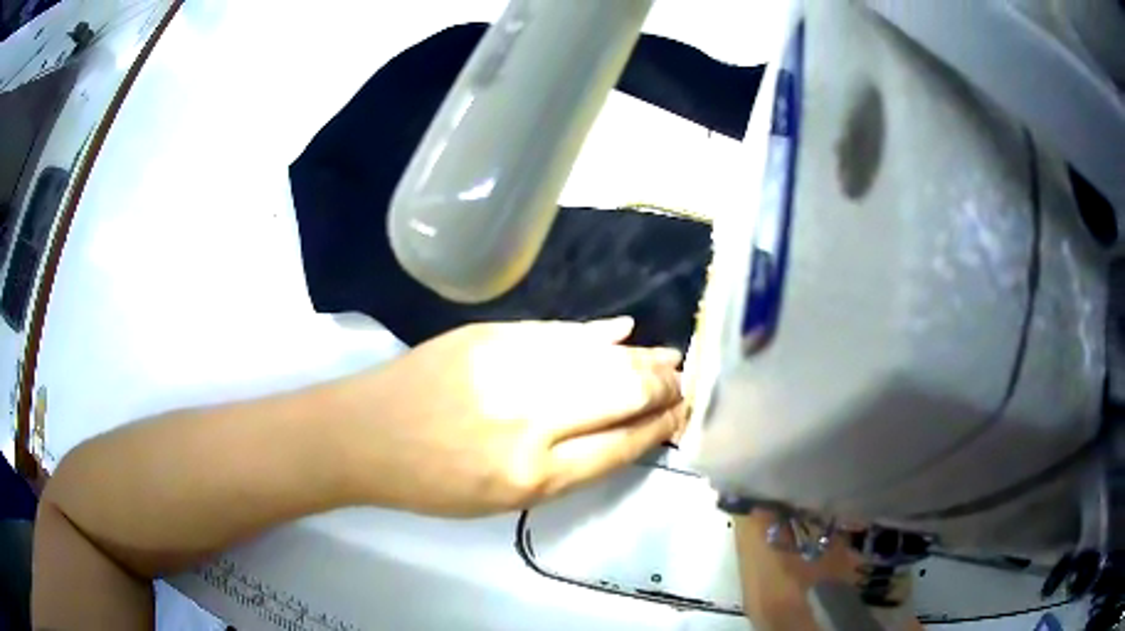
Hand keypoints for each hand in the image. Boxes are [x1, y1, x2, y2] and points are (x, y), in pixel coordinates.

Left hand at [337, 318, 685, 516]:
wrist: (365, 435)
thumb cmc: (433, 483)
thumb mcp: (505, 500)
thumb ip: (569, 467)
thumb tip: (623, 431)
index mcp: (533, 475)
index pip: (620, 444)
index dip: (658, 427)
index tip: (681, 416)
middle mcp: (530, 419)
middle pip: (620, 394)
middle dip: (662, 388)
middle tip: (684, 384)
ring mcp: (509, 368)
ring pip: (598, 358)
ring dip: (640, 359)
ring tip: (668, 359)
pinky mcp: (490, 336)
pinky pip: (559, 332)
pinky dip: (596, 334)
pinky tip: (624, 333)